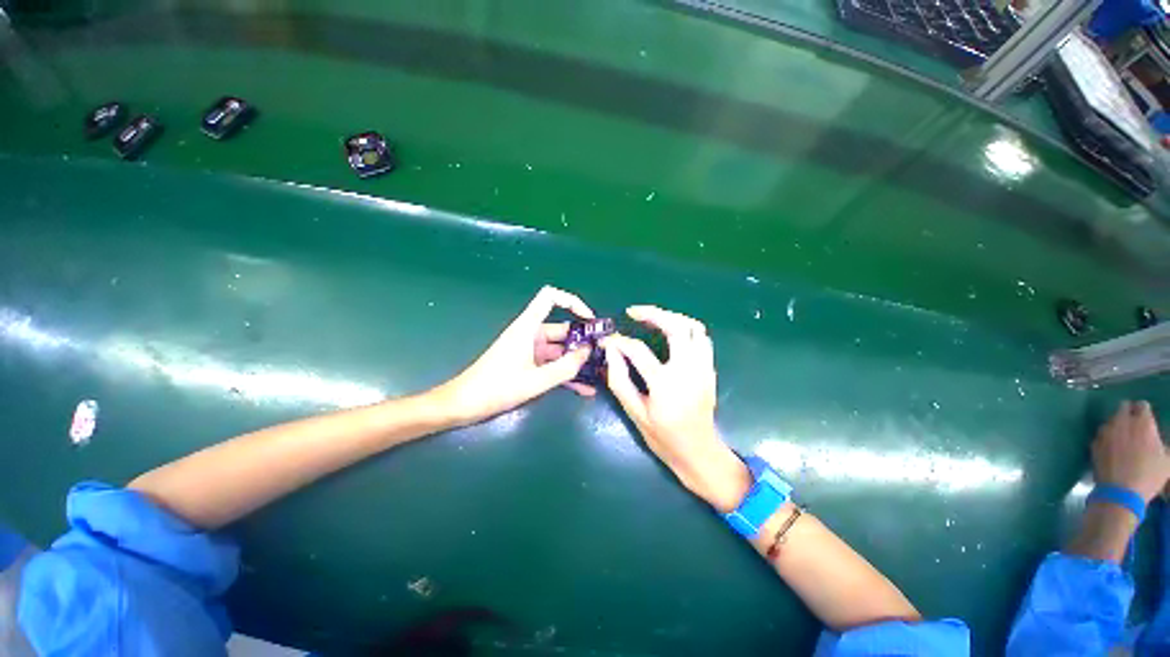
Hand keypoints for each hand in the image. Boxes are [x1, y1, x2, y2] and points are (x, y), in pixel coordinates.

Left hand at [436, 286, 596, 425]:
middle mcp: (531, 334)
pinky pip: (552, 365)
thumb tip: (588, 352)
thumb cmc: (496, 388)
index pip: (550, 297)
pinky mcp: (529, 365)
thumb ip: (565, 367)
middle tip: (604, 355)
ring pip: (560, 350)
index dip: (572, 302)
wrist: (464, 405)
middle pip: (563, 329)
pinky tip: (584, 389)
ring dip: (577, 361)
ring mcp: (530, 350)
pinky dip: (566, 373)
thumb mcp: (536, 380)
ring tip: (599, 373)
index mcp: (528, 327)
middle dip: (584, 341)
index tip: (589, 320)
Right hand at [602, 306, 748, 511]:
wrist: (698, 451)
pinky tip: (672, 333)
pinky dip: (686, 329)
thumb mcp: (635, 413)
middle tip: (634, 312)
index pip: (637, 350)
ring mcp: (703, 367)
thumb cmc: (663, 436)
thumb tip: (610, 351)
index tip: (608, 339)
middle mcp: (688, 369)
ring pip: (694, 327)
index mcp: (665, 384)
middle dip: (653, 313)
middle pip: (675, 326)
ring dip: (672, 317)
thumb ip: (619, 380)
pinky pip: (702, 338)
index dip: (618, 341)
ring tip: (653, 318)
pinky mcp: (710, 369)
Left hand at [1092, 400, 1168, 502]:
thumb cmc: (1148, 475)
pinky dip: (1107, 437)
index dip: (1144, 411)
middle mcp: (1122, 422)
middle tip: (1133, 425)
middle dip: (1128, 412)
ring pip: (1111, 420)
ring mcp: (1105, 432)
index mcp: (1143, 422)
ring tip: (1123, 437)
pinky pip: (1101, 434)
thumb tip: (1157, 440)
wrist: (1120, 491)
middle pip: (1123, 408)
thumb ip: (1162, 444)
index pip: (1142, 406)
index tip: (1145, 418)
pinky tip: (1112, 447)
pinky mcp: (1094, 442)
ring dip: (1116, 425)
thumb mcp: (1166, 460)